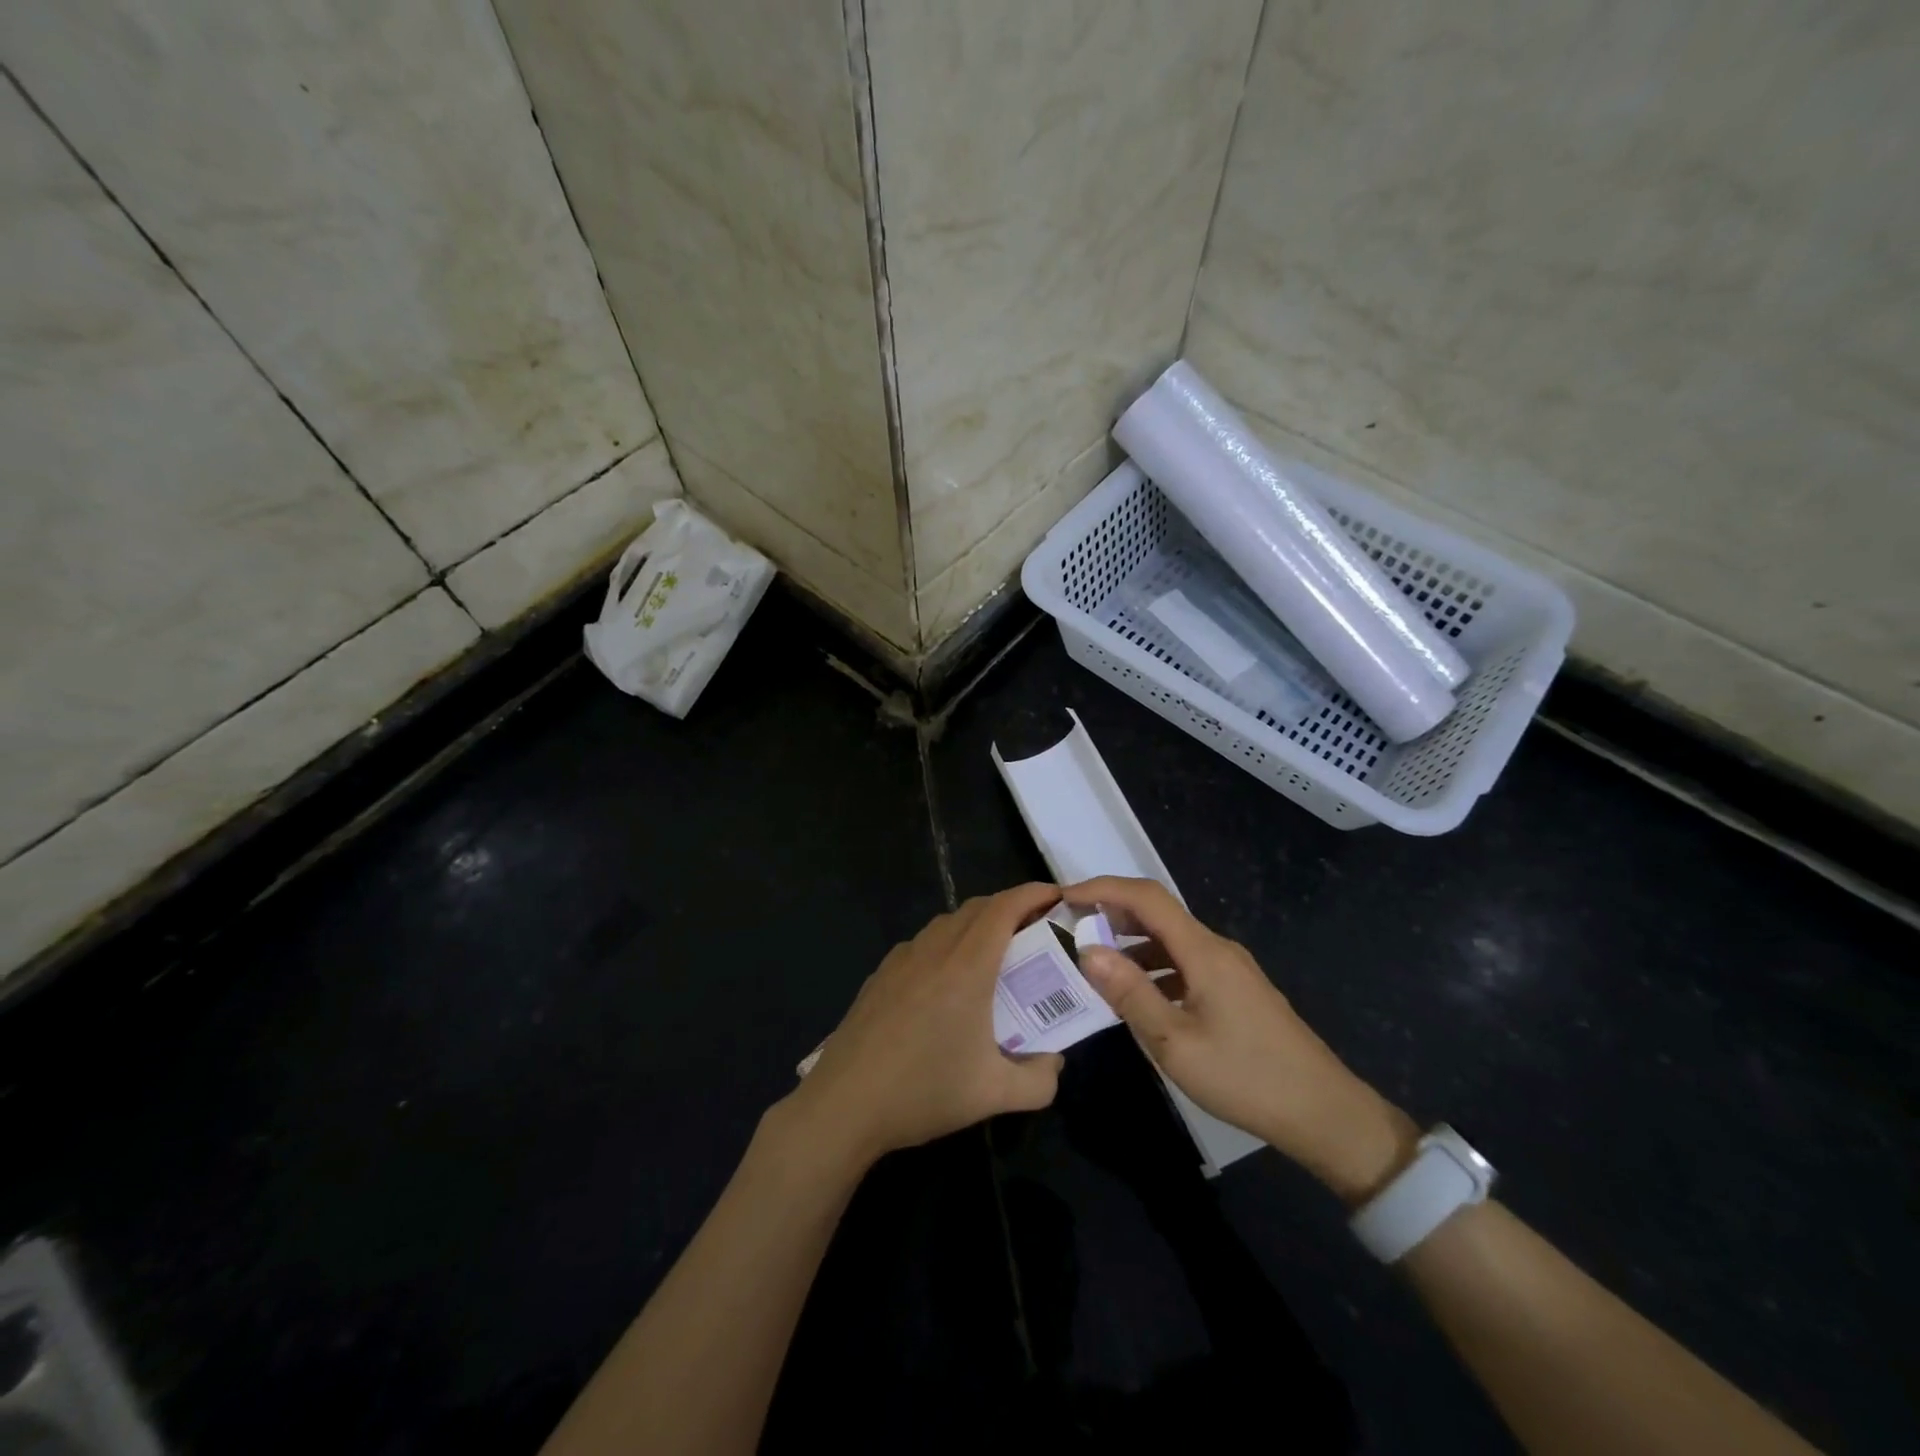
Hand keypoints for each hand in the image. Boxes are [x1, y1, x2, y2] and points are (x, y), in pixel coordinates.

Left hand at [779, 884, 1066, 1167]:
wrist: (844, 1105)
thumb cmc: (923, 1092)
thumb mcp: (994, 1095)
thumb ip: (1040, 1081)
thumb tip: (1055, 1063)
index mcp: (966, 967)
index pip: (1004, 908)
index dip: (1033, 894)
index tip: (1057, 897)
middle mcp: (934, 950)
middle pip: (977, 908)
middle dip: (1011, 907)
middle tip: (1035, 931)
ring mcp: (901, 959)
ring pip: (947, 923)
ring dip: (977, 924)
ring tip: (996, 954)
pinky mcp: (880, 975)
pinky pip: (923, 943)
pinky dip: (947, 943)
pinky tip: (948, 981)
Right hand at [1064, 876, 1417, 1203]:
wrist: (1324, 1113)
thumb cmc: (1245, 1077)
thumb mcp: (1175, 1042)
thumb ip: (1130, 993)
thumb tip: (1088, 950)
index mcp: (1203, 951)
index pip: (1146, 897)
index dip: (1103, 888)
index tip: (1065, 897)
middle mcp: (1217, 948)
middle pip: (1159, 913)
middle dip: (1112, 913)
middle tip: (1072, 929)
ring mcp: (1230, 970)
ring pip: (1171, 941)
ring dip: (1132, 944)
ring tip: (1095, 964)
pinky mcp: (1237, 991)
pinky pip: (1185, 964)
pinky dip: (1154, 968)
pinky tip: (1138, 997)